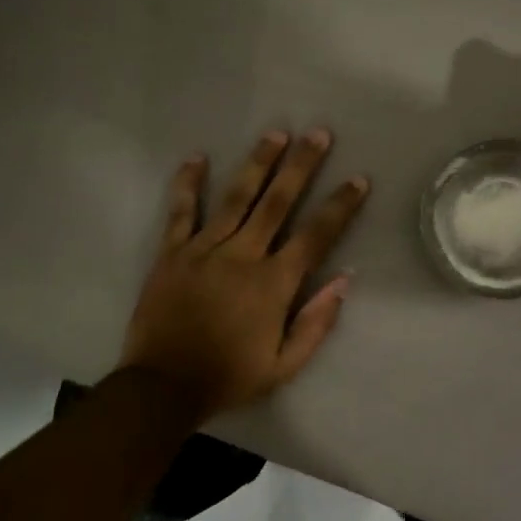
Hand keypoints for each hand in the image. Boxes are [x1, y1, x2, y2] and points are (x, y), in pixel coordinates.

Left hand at [120, 129, 370, 421]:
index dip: (339, 207)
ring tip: (275, 133)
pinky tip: (197, 157)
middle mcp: (242, 256)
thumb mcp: (284, 365)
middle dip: (300, 166)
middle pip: (277, 202)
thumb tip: (344, 281)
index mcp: (273, 284)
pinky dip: (187, 184)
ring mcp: (204, 250)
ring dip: (257, 163)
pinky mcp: (172, 253)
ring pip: (235, 197)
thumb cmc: (228, 377)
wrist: (163, 387)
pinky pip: (180, 212)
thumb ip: (316, 323)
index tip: (358, 180)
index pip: (315, 236)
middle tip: (318, 134)